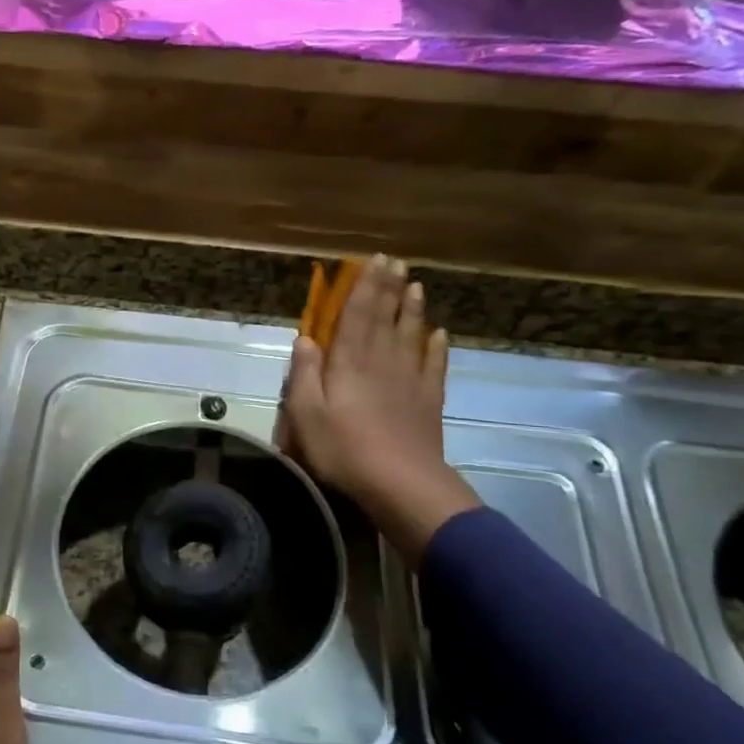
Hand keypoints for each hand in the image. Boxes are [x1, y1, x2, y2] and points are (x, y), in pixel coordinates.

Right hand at [282, 255, 480, 553]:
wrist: (399, 483)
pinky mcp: (429, 401)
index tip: (373, 260)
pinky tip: (439, 334)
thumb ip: (304, 373)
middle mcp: (382, 361)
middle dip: (389, 288)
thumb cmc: (343, 448)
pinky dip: (437, 347)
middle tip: (397, 262)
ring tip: (417, 286)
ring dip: (413, 309)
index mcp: (349, 362)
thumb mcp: (306, 413)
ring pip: (412, 335)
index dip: (364, 286)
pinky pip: (434, 366)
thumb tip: (305, 338)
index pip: (357, 314)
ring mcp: (410, 380)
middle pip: (386, 317)